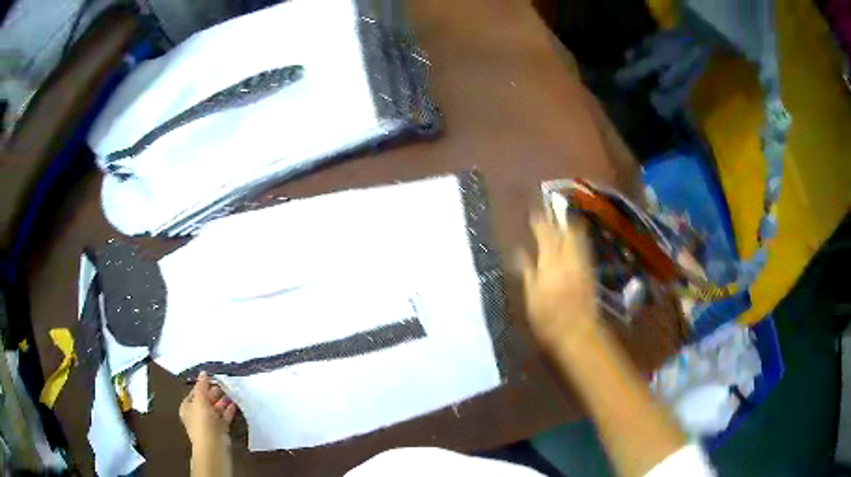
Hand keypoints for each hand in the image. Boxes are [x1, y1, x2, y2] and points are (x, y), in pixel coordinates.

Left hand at [179, 372, 236, 450]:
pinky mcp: (220, 430)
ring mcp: (208, 423)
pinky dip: (228, 411)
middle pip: (205, 400)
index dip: (202, 385)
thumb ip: (202, 385)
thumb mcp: (200, 400)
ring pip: (215, 409)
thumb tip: (203, 372)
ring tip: (231, 393)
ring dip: (222, 401)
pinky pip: (224, 418)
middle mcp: (196, 415)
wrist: (213, 447)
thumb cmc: (202, 422)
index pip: (194, 392)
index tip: (213, 379)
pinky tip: (234, 405)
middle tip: (223, 385)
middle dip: (214, 393)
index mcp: (187, 407)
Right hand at [521, 215, 597, 351]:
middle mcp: (569, 258)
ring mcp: (582, 264)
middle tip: (551, 211)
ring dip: (570, 226)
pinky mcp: (590, 273)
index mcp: (551, 263)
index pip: (545, 235)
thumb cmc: (549, 319)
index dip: (540, 222)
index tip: (534, 213)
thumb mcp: (532, 297)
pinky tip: (575, 240)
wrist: (578, 333)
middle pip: (566, 232)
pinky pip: (584, 248)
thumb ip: (528, 272)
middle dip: (559, 219)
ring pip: (578, 238)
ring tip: (564, 219)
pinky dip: (579, 239)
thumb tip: (520, 252)